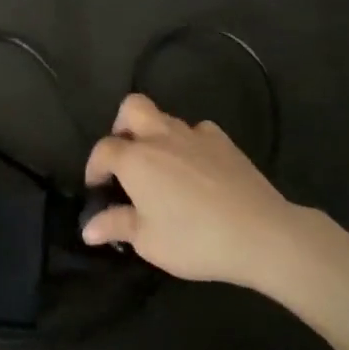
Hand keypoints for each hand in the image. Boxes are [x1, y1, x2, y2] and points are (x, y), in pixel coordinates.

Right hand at [82, 93, 309, 287]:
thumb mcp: (148, 241)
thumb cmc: (194, 239)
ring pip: (166, 118)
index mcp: (135, 159)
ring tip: (162, 168)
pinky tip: (197, 168)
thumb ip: (116, 226)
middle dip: (122, 126)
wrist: (260, 233)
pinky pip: (198, 132)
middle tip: (126, 157)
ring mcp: (195, 135)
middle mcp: (160, 137)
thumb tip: (88, 228)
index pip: (103, 150)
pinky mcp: (224, 142)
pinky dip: (191, 144)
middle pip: (132, 108)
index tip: (97, 188)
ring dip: (156, 135)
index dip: (94, 167)